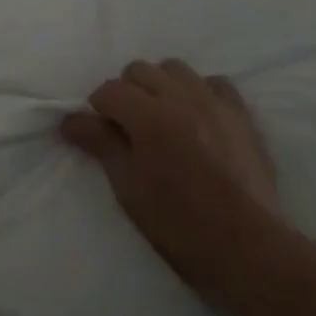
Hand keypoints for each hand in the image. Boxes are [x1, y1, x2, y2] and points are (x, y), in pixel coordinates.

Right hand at [61, 59, 282, 300]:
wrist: (245, 246)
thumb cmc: (177, 224)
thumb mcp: (128, 187)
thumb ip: (101, 144)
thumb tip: (70, 120)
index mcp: (149, 116)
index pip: (109, 90)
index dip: (97, 110)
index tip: (99, 133)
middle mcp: (181, 97)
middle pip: (140, 70)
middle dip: (126, 92)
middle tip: (128, 128)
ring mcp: (215, 102)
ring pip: (176, 69)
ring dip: (161, 86)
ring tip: (162, 119)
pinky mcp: (241, 114)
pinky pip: (214, 84)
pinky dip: (199, 92)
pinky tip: (197, 118)